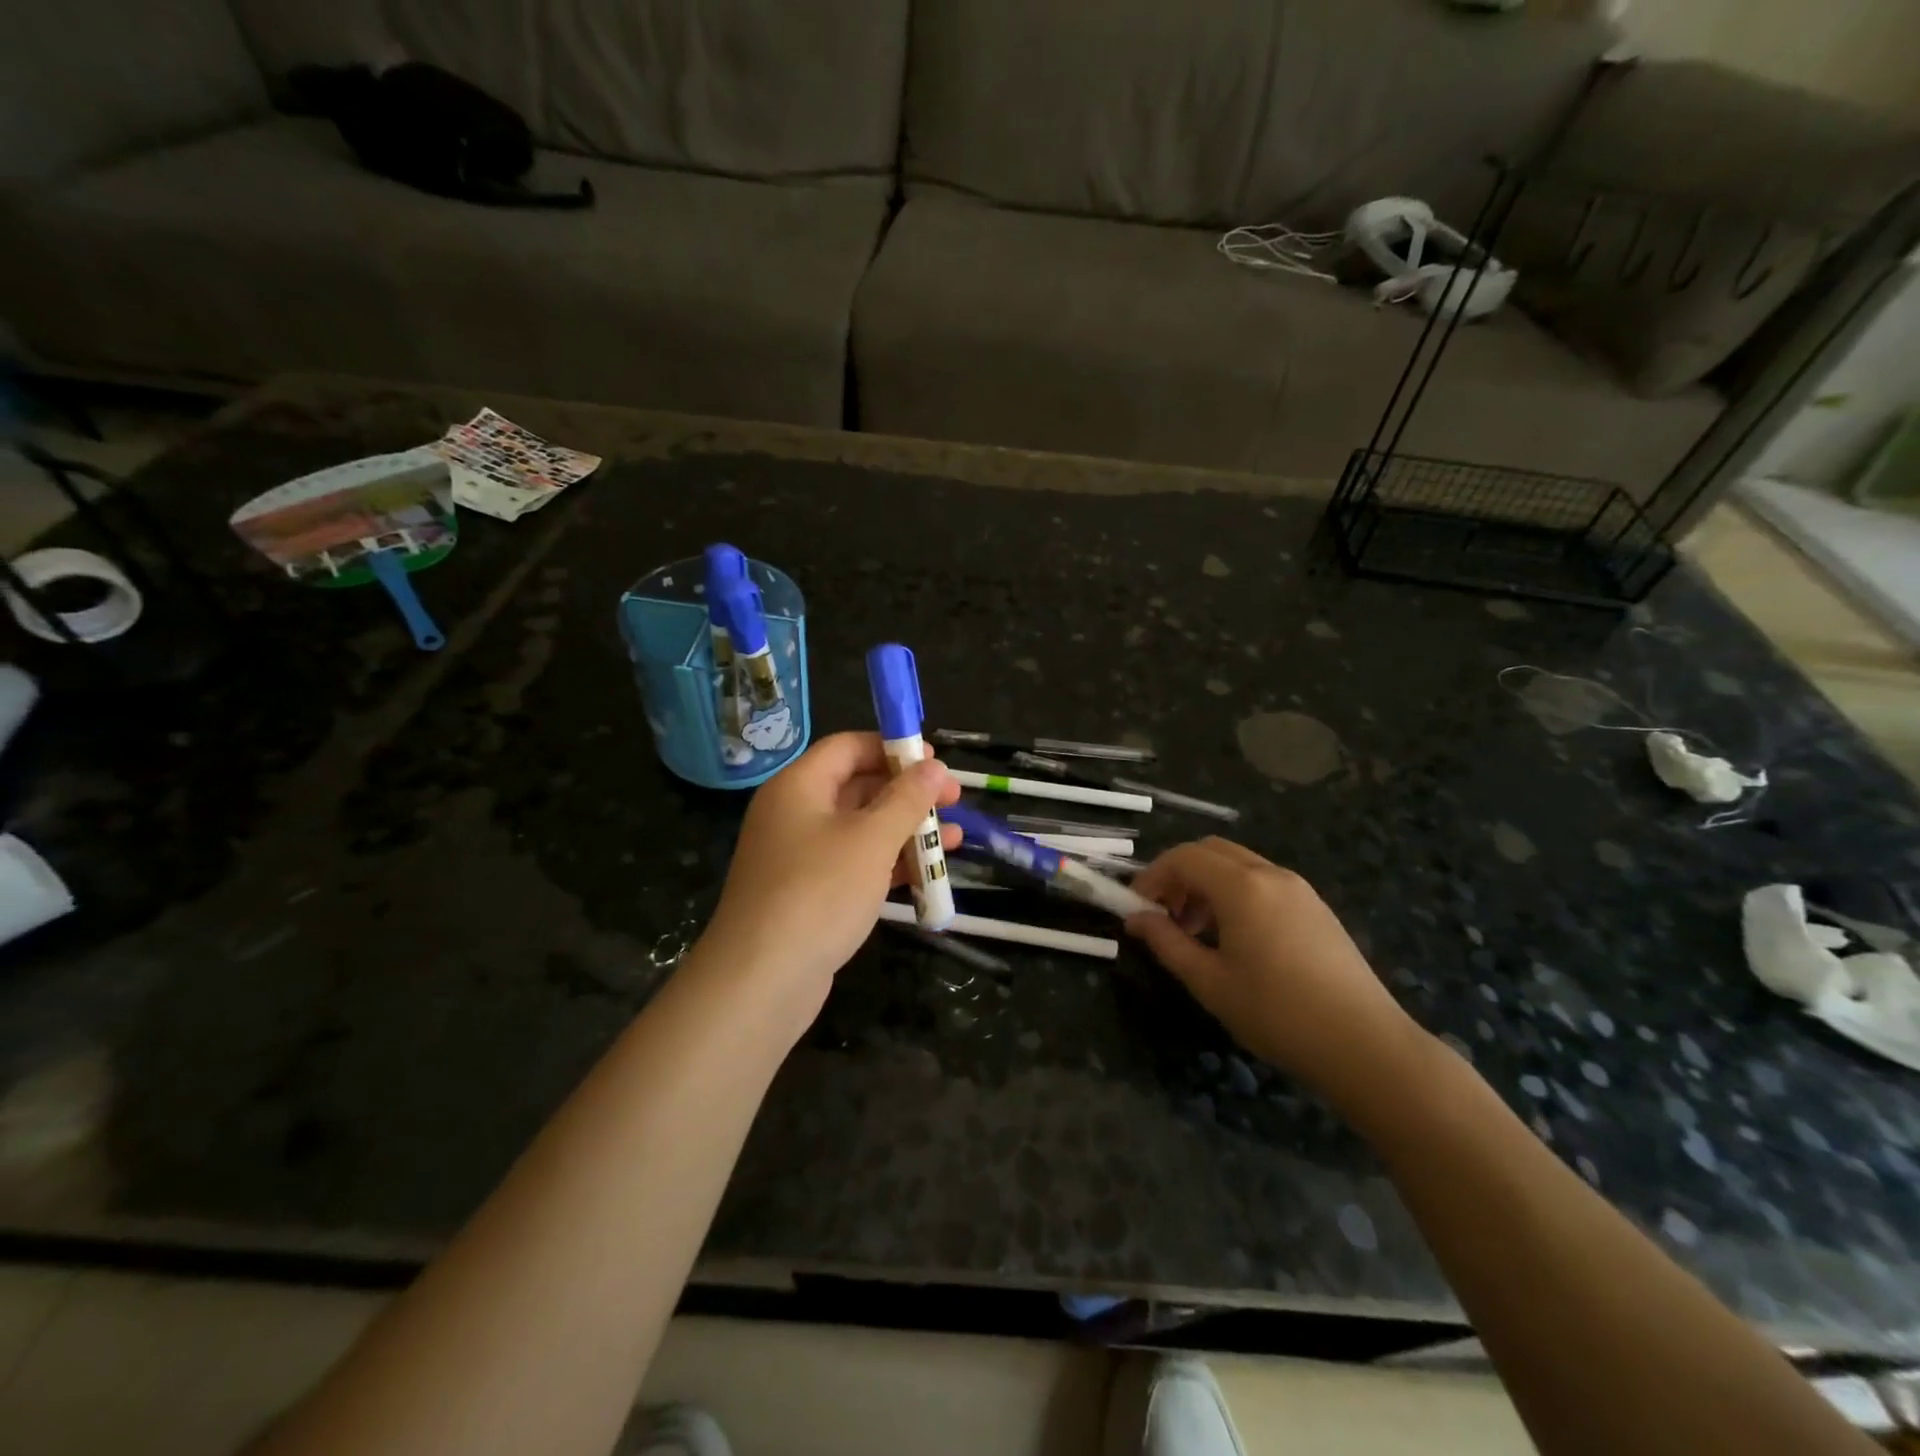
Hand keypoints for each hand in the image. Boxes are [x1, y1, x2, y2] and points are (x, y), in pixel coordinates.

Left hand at [697, 732, 960, 1029]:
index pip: (848, 747)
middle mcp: (795, 814)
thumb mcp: (871, 839)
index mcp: (799, 786)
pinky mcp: (809, 894)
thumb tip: (933, 765)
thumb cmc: (818, 892)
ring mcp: (800, 856)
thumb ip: (906, 799)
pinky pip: (854, 865)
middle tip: (954, 800)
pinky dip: (889, 864)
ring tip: (956, 838)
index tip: (935, 762)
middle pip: (858, 787)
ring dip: (907, 831)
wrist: (761, 980)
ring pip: (861, 830)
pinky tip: (928, 874)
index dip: (892, 748)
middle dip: (908, 793)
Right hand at [1124, 838, 1424, 1103]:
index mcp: (1241, 887)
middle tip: (1163, 915)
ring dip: (1206, 885)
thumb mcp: (1210, 982)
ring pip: (1238, 865)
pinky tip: (1235, 939)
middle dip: (1179, 875)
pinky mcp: (1316, 907)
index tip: (1136, 908)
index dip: (1152, 876)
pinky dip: (1235, 894)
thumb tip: (1136, 919)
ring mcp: (1299, 888)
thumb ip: (1167, 943)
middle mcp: (1270, 874)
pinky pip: (1263, 882)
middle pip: (1210, 851)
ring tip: (1195, 932)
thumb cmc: (1277, 1013)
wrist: (1365, 1045)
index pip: (1183, 857)